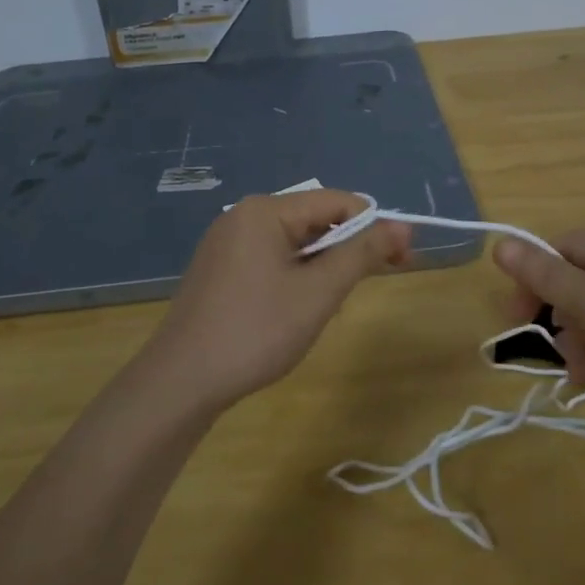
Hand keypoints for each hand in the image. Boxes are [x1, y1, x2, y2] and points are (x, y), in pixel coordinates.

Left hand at [143, 190, 409, 410]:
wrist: (181, 382)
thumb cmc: (256, 331)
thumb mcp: (318, 292)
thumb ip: (362, 254)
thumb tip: (403, 226)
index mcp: (265, 210)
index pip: (336, 201)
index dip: (374, 226)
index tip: (403, 259)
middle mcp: (243, 216)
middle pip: (314, 219)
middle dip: (348, 249)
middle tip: (370, 286)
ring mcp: (226, 243)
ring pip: (293, 243)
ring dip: (323, 267)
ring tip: (330, 306)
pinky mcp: (219, 270)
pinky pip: (270, 259)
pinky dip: (296, 277)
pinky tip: (297, 310)